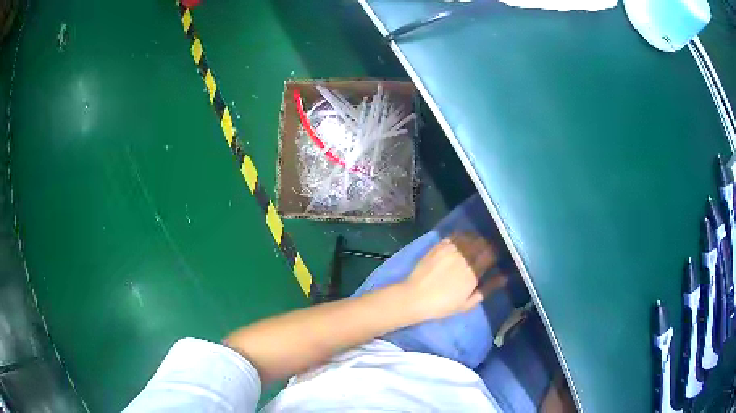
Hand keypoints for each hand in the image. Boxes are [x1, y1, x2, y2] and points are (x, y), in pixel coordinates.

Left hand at [400, 233, 506, 321]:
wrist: (414, 298)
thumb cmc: (442, 305)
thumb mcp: (467, 303)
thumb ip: (487, 289)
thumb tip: (505, 277)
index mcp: (473, 271)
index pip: (491, 254)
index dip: (496, 253)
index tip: (497, 257)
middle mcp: (463, 256)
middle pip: (482, 243)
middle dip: (488, 246)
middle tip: (488, 252)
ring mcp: (450, 249)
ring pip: (470, 237)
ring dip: (476, 240)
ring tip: (477, 246)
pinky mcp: (439, 246)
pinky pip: (455, 236)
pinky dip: (463, 237)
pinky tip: (463, 243)